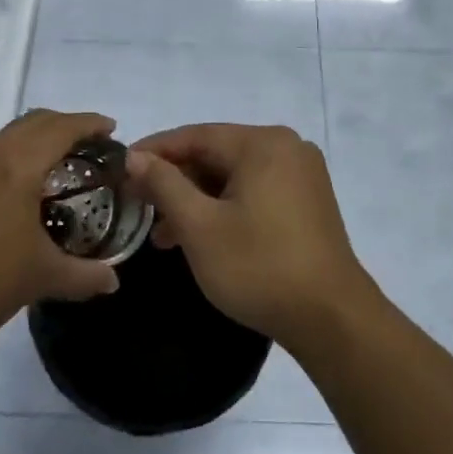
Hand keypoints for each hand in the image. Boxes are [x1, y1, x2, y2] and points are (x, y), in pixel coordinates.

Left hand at [0, 109, 120, 346]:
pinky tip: (19, 189)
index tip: (112, 129)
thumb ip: (84, 275)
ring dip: (37, 139)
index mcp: (17, 164)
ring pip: (9, 135)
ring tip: (58, 165)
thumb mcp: (40, 277)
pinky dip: (14, 155)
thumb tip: (113, 282)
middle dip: (66, 125)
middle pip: (35, 121)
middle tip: (90, 145)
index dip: (90, 124)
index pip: (62, 128)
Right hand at [126, 124, 375, 351]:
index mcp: (262, 143)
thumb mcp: (200, 227)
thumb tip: (135, 157)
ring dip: (197, 199)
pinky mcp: (307, 201)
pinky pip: (255, 190)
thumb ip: (164, 185)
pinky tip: (201, 236)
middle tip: (139, 206)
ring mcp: (301, 174)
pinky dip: (225, 207)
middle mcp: (286, 147)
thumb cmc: (259, 267)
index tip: (120, 169)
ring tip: (163, 235)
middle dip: (176, 181)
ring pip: (234, 175)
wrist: (331, 318)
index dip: (155, 151)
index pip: (196, 135)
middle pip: (216, 153)